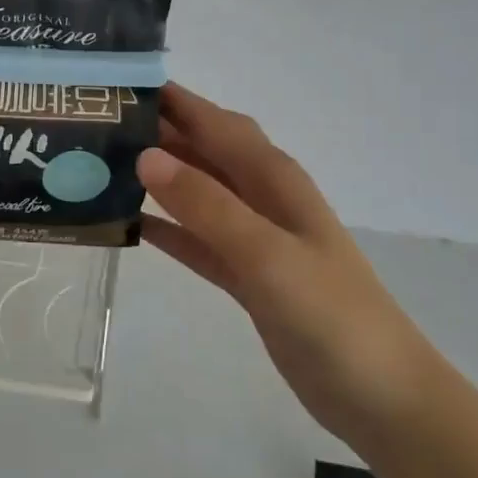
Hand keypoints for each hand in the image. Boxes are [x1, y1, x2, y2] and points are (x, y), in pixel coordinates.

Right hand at [137, 84, 434, 439]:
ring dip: (158, 176)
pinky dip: (167, 227)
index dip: (172, 98)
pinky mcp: (246, 275)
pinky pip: (196, 239)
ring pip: (197, 191)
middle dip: (158, 131)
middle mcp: (262, 197)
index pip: (214, 121)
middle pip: (203, 149)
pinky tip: (130, 223)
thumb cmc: (330, 315)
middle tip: (98, 123)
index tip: (119, 82)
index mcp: (273, 177)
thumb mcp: (266, 254)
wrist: (380, 395)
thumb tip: (145, 156)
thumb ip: (207, 205)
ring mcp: (255, 237)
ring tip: (102, 165)